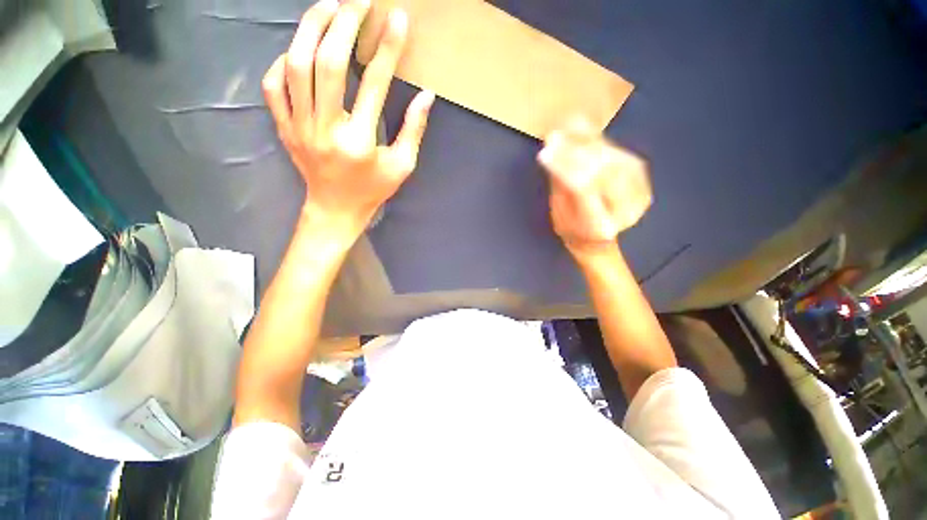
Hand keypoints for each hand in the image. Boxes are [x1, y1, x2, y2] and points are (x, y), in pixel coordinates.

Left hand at [263, 0, 434, 245]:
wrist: (335, 210)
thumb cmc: (372, 190)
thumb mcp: (402, 166)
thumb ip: (413, 130)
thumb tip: (427, 96)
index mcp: (360, 142)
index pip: (374, 84)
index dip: (387, 48)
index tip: (397, 19)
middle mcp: (326, 129)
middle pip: (327, 64)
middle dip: (344, 24)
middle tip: (358, 1)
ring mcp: (299, 127)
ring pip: (296, 66)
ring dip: (310, 29)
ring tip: (328, 6)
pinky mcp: (284, 128)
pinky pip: (273, 86)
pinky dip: (282, 61)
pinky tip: (297, 49)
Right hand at [538, 118, 651, 259]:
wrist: (597, 240)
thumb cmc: (571, 230)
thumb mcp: (559, 213)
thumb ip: (559, 183)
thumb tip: (552, 149)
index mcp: (599, 226)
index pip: (583, 188)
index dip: (564, 166)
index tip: (544, 151)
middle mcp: (625, 211)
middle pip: (602, 170)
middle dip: (575, 150)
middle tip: (554, 136)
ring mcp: (639, 195)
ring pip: (614, 159)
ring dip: (589, 142)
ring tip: (567, 128)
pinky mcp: (643, 182)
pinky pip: (622, 155)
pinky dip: (603, 142)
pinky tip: (586, 131)